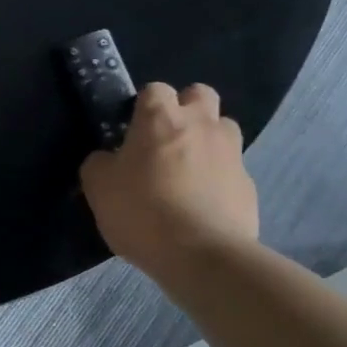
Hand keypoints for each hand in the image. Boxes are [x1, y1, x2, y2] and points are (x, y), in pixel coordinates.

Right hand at [80, 82, 258, 271]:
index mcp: (160, 118)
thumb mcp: (98, 187)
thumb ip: (99, 163)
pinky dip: (219, 179)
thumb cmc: (142, 211)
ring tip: (189, 170)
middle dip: (186, 108)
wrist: (203, 257)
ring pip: (224, 128)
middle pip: (200, 94)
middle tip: (167, 139)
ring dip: (208, 140)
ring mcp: (231, 154)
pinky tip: (203, 205)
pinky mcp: (249, 186)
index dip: (144, 106)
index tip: (133, 131)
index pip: (155, 89)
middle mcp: (200, 125)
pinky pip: (233, 170)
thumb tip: (107, 159)